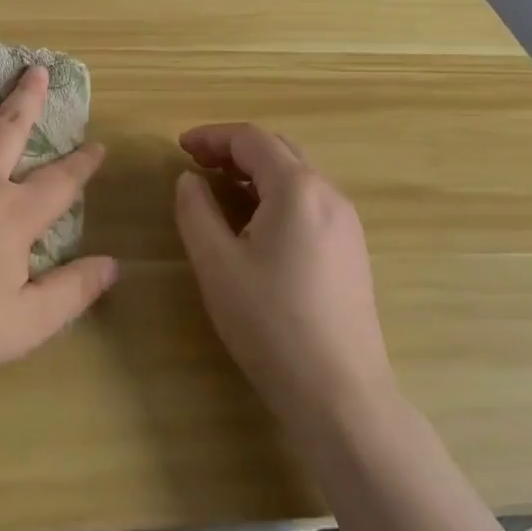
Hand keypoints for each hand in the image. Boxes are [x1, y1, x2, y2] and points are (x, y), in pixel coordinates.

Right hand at [174, 124, 392, 424]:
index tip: (180, 147)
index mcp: (297, 188)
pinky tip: (255, 221)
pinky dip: (276, 193)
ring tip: (220, 187)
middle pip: (278, 149)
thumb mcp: (216, 264)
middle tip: (196, 163)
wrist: (340, 394)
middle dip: (234, 149)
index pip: (251, 139)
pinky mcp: (352, 249)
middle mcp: (329, 194)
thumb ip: (196, 210)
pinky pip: (310, 200)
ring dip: (256, 170)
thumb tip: (190, 179)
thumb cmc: (270, 323)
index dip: (212, 136)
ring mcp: (347, 222)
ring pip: (297, 174)